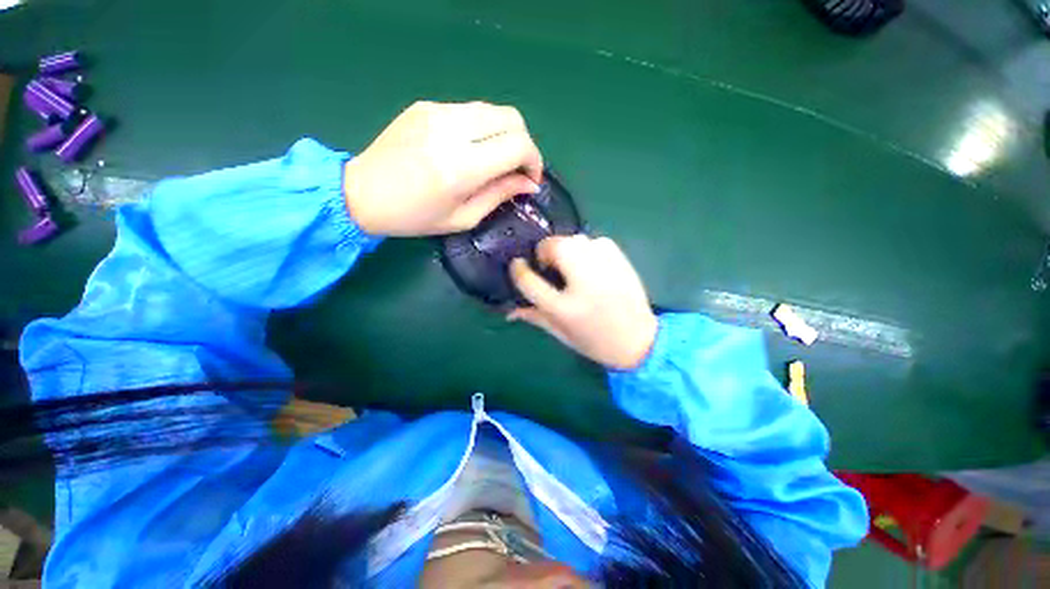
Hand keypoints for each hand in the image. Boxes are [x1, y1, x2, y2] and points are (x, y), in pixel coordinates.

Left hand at [343, 101, 543, 235]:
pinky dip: (482, 128)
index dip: (534, 161)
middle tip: (517, 168)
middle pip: (511, 117)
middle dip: (524, 143)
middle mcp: (452, 130)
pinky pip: (469, 110)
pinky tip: (469, 149)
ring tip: (496, 159)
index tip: (530, 180)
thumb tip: (529, 184)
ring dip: (504, 133)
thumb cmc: (415, 217)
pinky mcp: (425, 105)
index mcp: (461, 166)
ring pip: (492, 109)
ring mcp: (436, 111)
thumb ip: (499, 196)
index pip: (518, 145)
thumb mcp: (463, 218)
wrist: (361, 193)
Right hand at [508, 235, 657, 369]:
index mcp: (564, 307)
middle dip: (544, 252)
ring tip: (570, 266)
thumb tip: (510, 310)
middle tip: (549, 267)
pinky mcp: (620, 259)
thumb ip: (534, 316)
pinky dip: (587, 248)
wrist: (639, 341)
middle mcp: (583, 282)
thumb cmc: (594, 341)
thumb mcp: (560, 333)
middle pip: (553, 246)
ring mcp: (604, 267)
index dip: (518, 269)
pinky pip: (595, 241)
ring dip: (565, 249)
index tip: (518, 265)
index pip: (529, 280)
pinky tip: (591, 265)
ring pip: (574, 239)